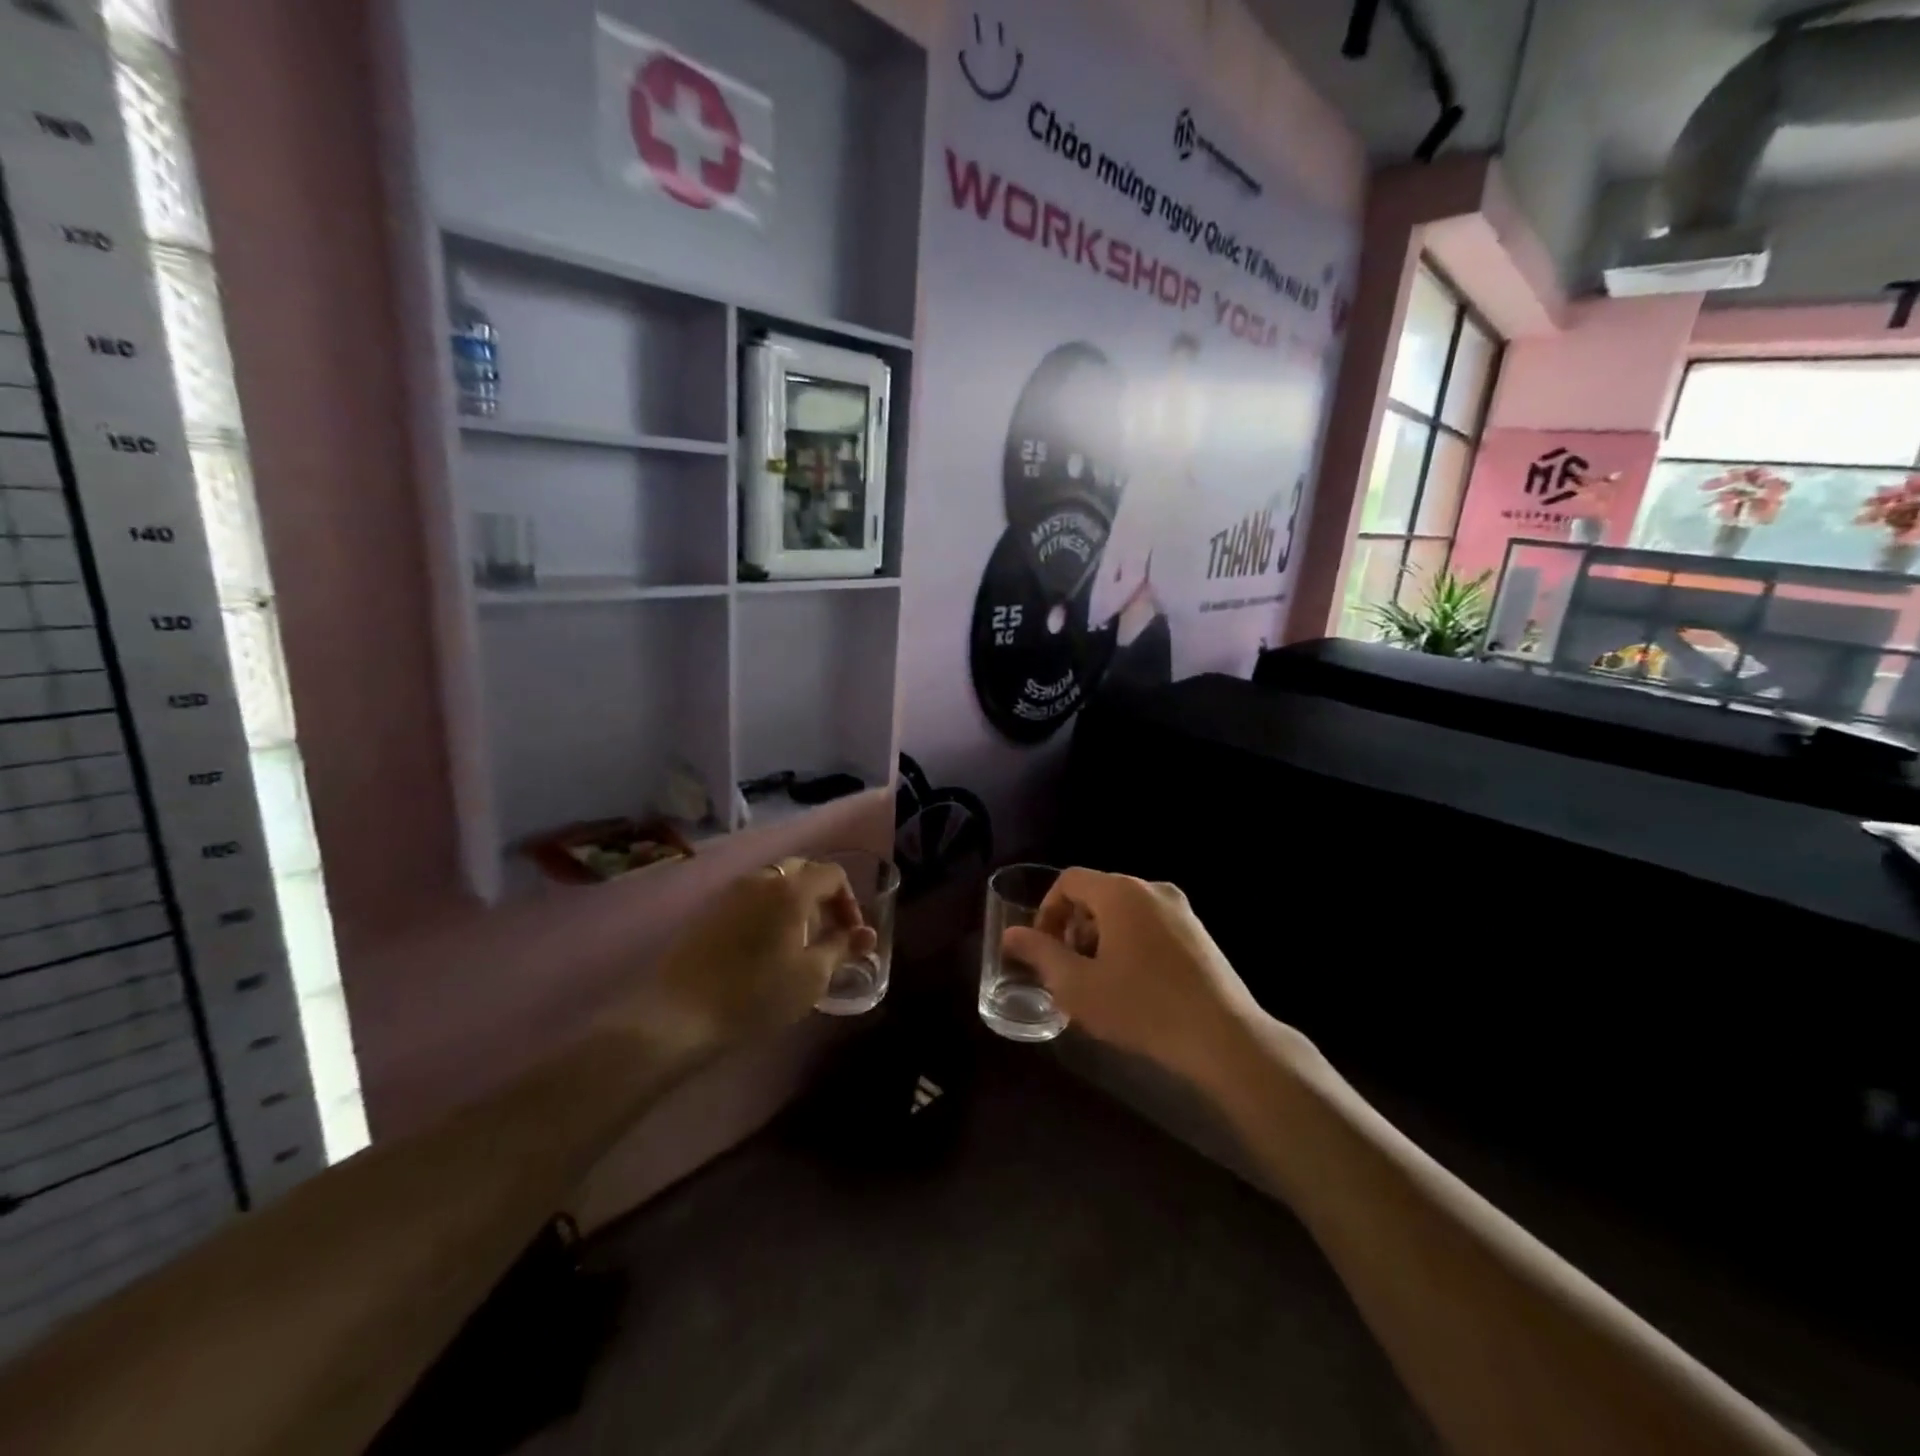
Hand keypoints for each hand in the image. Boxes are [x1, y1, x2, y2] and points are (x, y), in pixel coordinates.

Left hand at [633, 858, 877, 1050]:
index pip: (833, 874)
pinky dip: (768, 909)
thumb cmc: (756, 994)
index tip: (850, 936)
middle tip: (827, 933)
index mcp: (791, 888)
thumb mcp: (812, 976)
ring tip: (797, 941)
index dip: (849, 902)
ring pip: (774, 882)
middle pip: (803, 871)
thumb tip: (866, 934)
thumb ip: (842, 948)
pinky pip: (751, 897)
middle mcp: (761, 879)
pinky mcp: (710, 910)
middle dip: (822, 897)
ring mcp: (731, 892)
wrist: (679, 1014)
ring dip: (794, 902)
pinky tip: (765, 946)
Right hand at [1002, 869, 1261, 1080]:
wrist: (1222, 1037)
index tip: (1043, 948)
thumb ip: (1039, 954)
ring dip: (1100, 937)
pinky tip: (1133, 985)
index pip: (1069, 881)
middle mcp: (1151, 888)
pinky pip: (1150, 924)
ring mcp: (1180, 909)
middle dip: (1073, 927)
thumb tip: (1011, 935)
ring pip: (1124, 911)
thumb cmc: (1141, 1006)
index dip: (1047, 910)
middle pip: (1097, 894)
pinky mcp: (1199, 933)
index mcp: (1120, 892)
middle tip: (1068, 969)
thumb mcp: (1077, 986)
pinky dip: (1130, 943)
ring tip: (1099, 981)